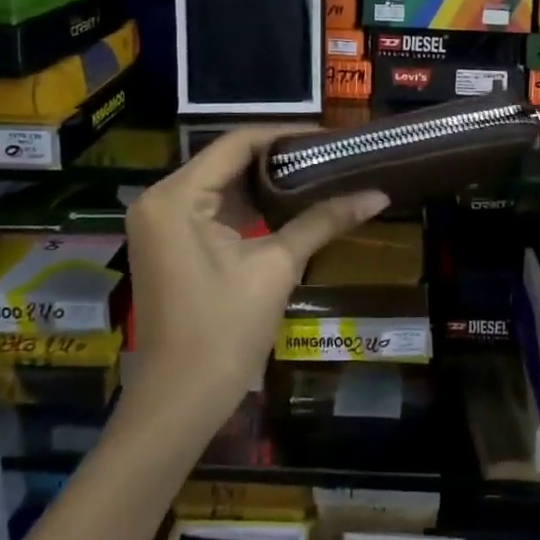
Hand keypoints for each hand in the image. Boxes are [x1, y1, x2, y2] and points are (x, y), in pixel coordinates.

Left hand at [122, 126, 387, 429]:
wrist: (178, 404)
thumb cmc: (224, 332)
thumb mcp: (277, 268)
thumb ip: (323, 221)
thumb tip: (378, 195)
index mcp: (176, 196)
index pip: (238, 143)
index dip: (286, 135)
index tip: (331, 137)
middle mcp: (160, 197)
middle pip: (227, 159)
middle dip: (280, 157)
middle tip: (331, 155)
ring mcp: (160, 221)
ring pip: (221, 183)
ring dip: (265, 180)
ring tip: (318, 172)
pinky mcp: (168, 242)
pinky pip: (212, 207)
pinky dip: (247, 204)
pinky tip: (288, 202)